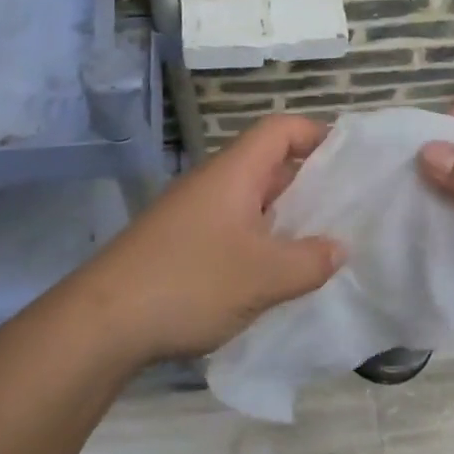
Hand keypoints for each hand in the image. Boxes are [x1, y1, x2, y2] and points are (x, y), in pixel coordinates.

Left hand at [74, 116, 343, 365]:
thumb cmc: (190, 283)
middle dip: (309, 183)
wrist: (103, 323)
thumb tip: (339, 248)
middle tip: (348, 210)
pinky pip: (232, 231)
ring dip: (285, 219)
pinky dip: (260, 243)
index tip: (351, 160)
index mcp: (233, 173)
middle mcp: (212, 185)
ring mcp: (192, 216)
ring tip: (321, 246)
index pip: (280, 130)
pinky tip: (276, 276)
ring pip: (250, 203)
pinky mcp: (180, 246)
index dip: (316, 134)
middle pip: (268, 165)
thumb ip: (310, 261)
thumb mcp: (264, 276)